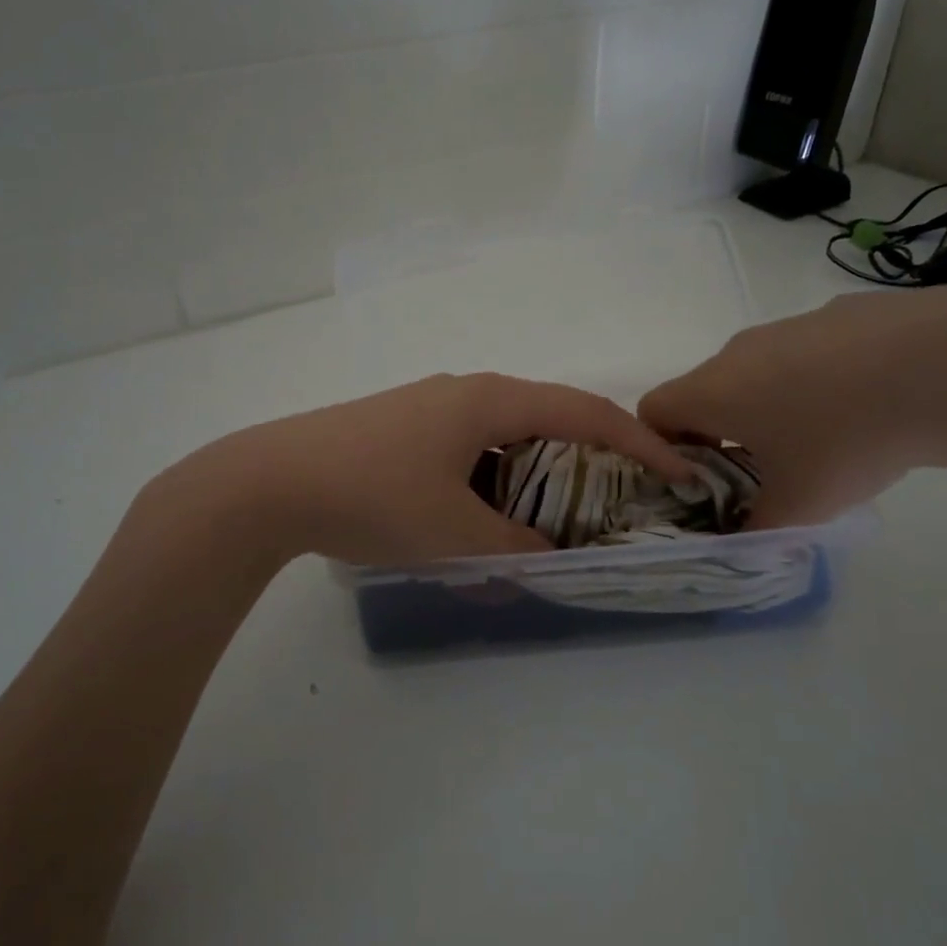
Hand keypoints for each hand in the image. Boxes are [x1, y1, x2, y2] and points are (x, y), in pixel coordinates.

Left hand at [170, 374, 698, 565]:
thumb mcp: (455, 533)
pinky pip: (466, 447)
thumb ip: (513, 546)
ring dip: (533, 470)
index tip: (677, 469)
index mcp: (490, 400)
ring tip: (548, 515)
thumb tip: (543, 553)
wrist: (270, 481)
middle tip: (612, 498)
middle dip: (586, 455)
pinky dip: (491, 477)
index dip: (638, 441)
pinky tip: (479, 515)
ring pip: (502, 434)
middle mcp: (464, 392)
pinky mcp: (399, 428)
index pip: (584, 412)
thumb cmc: (374, 496)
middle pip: (546, 416)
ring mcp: (427, 407)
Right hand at [639, 286, 946, 525]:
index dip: (663, 448)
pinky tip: (869, 404)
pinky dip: (817, 380)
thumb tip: (745, 536)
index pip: (652, 411)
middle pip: (706, 392)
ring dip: (769, 406)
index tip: (701, 480)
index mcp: (713, 390)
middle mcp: (739, 351)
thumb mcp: (800, 505)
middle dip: (721, 433)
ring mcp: (790, 326)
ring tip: (824, 440)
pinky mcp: (840, 313)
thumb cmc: (848, 439)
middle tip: (762, 472)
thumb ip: (757, 528)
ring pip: (758, 371)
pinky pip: (806, 353)